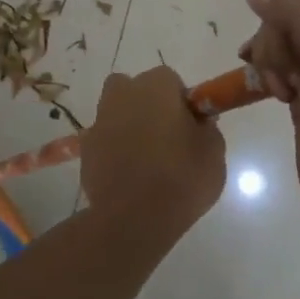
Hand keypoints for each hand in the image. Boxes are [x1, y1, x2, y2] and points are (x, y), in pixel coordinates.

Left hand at [80, 66, 225, 231]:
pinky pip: (104, 140)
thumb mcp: (214, 152)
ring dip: (128, 126)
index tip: (189, 127)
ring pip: (117, 113)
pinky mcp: (85, 148)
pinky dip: (113, 150)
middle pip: (136, 90)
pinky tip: (126, 176)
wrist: (134, 217)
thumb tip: (198, 122)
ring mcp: (100, 120)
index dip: (180, 102)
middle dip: (148, 107)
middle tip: (166, 139)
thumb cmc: (182, 177)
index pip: (171, 81)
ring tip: (145, 160)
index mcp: (157, 86)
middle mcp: (123, 93)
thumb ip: (207, 128)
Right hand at [238, 0, 299, 249]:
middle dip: (282, 43)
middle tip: (288, 82)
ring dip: (274, 60)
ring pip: (285, 36)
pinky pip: (285, 63)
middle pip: (299, 10)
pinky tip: (274, 94)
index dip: (294, 19)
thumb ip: (299, 10)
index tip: (296, 62)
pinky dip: (272, 74)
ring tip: (285, 93)